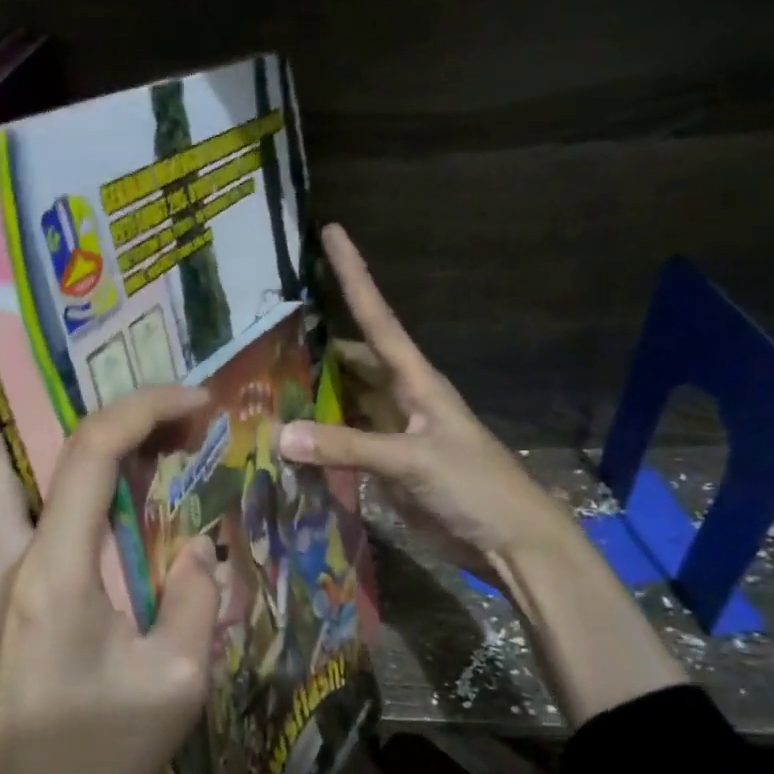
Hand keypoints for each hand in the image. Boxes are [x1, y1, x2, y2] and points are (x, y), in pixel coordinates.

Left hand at [0, 387, 220, 773]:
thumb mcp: (177, 683)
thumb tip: (198, 547)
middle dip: (76, 429)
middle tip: (136, 443)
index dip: (145, 408)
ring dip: (53, 475)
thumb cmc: (98, 765)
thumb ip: (197, 597)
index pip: (90, 450)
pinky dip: (39, 522)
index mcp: (50, 572)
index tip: (193, 403)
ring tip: (114, 496)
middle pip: (12, 451)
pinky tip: (79, 566)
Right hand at [282, 225, 574, 581]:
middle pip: (353, 357)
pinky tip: (287, 436)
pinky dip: (318, 436)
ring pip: (346, 400)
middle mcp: (401, 398)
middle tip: (269, 321)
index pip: (377, 317)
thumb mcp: (413, 460)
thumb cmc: (475, 487)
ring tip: (264, 376)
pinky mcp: (386, 467)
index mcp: (417, 381)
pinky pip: (343, 441)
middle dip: (318, 337)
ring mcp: (393, 433)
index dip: (354, 275)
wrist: (508, 542)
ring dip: (314, 389)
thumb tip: (281, 433)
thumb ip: (348, 446)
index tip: (332, 232)